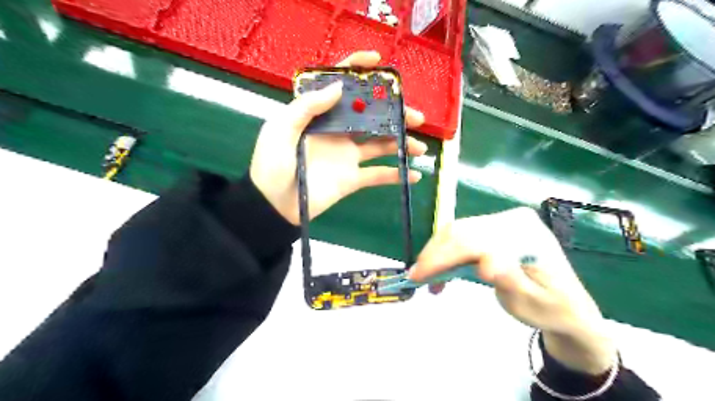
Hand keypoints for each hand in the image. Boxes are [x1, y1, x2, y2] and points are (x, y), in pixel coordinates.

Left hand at [250, 50, 423, 223]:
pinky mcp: (352, 179)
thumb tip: (339, 86)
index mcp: (319, 116)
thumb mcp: (280, 130)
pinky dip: (396, 175)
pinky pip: (378, 175)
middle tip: (415, 117)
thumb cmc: (271, 165)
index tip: (379, 62)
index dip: (358, 70)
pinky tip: (414, 175)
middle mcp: (337, 132)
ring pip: (380, 144)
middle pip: (371, 116)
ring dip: (402, 144)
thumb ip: (307, 107)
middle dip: (394, 113)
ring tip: (420, 147)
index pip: (340, 87)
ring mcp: (347, 156)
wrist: (273, 206)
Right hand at [411, 209, 616, 373]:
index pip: (473, 240)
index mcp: (526, 234)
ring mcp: (502, 221)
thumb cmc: (551, 308)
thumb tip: (484, 264)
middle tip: (415, 278)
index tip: (419, 278)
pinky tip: (441, 269)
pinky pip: (462, 236)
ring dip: (437, 254)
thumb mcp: (531, 303)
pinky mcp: (494, 228)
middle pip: (461, 231)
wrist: (567, 305)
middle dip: (433, 254)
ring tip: (426, 278)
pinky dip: (446, 253)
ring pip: (457, 231)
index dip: (442, 258)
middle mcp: (512, 220)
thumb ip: (509, 280)